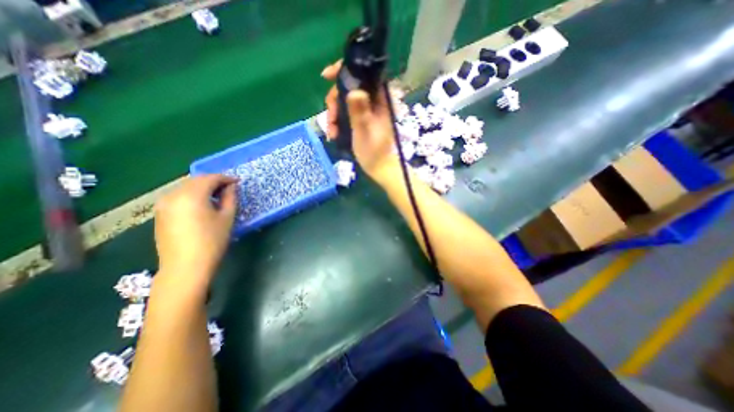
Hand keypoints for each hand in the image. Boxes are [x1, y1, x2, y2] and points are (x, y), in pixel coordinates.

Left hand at [153, 173, 235, 289]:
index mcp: (191, 195)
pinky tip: (202, 204)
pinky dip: (192, 195)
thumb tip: (231, 187)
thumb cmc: (212, 241)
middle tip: (229, 188)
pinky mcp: (160, 213)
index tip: (238, 182)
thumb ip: (230, 198)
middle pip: (196, 180)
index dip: (226, 178)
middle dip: (214, 181)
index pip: (210, 178)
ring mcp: (163, 204)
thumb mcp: (226, 217)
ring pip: (186, 187)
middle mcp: (173, 195)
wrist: (185, 266)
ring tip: (217, 196)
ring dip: (202, 187)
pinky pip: (178, 196)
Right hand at [322, 59, 398, 177]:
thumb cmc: (374, 152)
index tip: (326, 76)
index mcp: (380, 99)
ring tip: (332, 131)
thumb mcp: (364, 131)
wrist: (378, 167)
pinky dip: (337, 121)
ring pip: (345, 100)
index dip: (344, 70)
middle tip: (331, 117)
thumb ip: (359, 112)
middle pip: (350, 86)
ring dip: (334, 113)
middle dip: (335, 100)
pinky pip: (345, 112)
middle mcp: (374, 100)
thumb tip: (354, 91)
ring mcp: (367, 109)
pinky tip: (334, 133)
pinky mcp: (361, 118)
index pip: (364, 73)